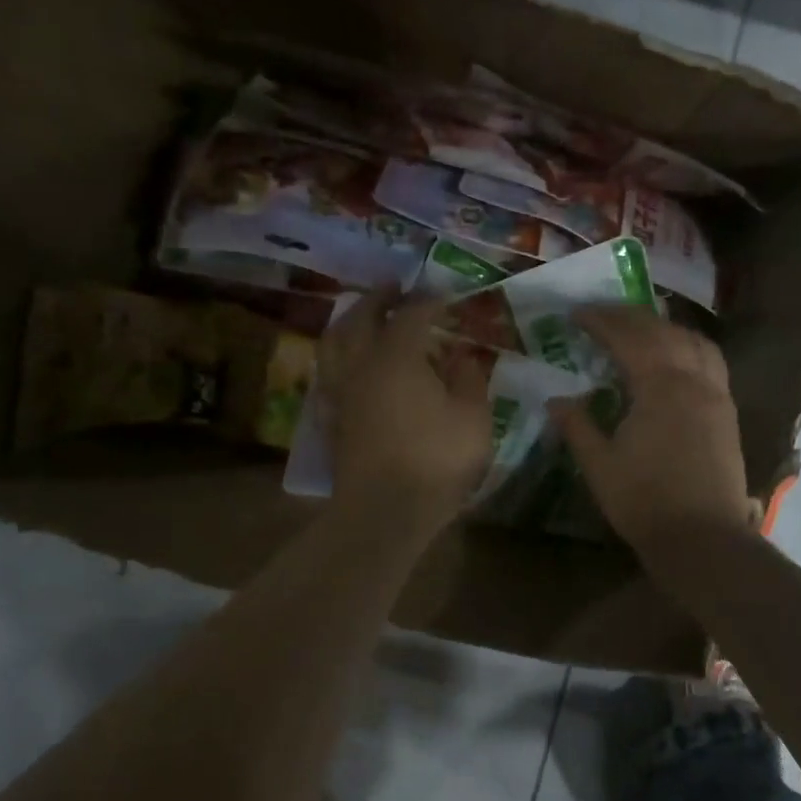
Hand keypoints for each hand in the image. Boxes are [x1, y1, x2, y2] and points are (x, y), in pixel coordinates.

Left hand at [317, 290, 492, 533]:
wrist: (384, 512)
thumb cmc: (436, 461)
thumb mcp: (472, 418)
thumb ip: (469, 378)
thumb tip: (462, 354)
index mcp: (397, 357)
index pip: (412, 314)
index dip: (429, 300)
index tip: (444, 296)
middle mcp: (361, 364)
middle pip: (362, 317)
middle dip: (379, 298)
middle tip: (394, 288)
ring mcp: (340, 392)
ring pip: (334, 342)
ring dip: (349, 322)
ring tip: (362, 317)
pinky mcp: (331, 418)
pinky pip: (328, 374)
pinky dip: (338, 358)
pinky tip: (348, 365)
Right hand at [547, 307, 753, 555]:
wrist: (703, 539)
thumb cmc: (645, 502)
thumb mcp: (599, 466)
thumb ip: (578, 426)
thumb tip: (556, 400)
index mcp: (660, 386)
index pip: (628, 338)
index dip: (601, 321)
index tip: (576, 314)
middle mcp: (693, 380)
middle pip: (663, 332)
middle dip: (631, 318)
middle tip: (603, 315)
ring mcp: (717, 395)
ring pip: (695, 342)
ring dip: (666, 328)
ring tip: (642, 331)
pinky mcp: (728, 414)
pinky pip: (711, 362)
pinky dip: (689, 348)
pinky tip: (677, 362)